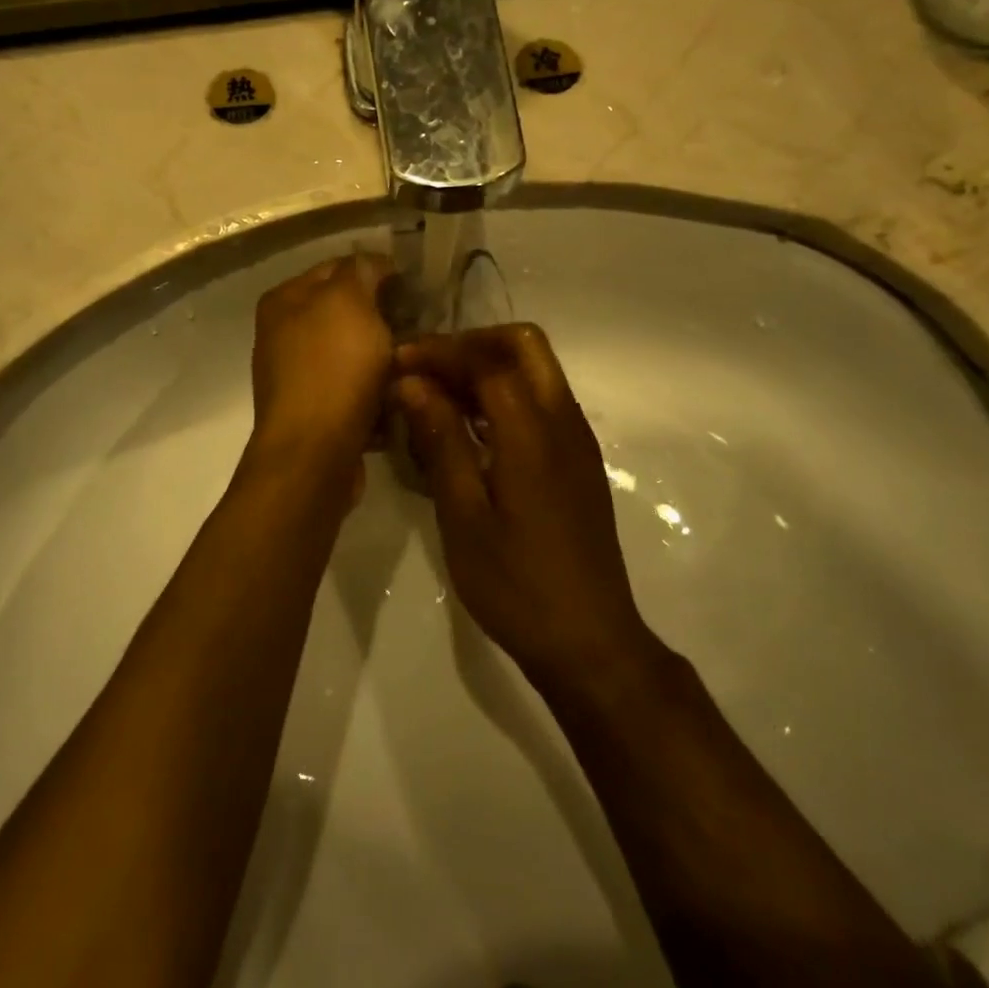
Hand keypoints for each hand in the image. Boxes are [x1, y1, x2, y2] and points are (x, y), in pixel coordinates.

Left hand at [250, 253, 395, 479]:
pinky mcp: (316, 413)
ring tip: (414, 365)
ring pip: (356, 355)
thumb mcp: (349, 300)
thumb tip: (374, 264)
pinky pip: (356, 392)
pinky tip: (398, 398)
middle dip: (385, 320)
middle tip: (421, 327)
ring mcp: (298, 376)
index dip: (378, 272)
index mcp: (285, 300)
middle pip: (347, 314)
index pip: (338, 267)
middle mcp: (284, 334)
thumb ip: (361, 270)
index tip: (416, 289)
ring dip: (386, 359)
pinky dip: (377, 394)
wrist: (315, 452)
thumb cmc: (333, 367)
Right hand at [393, 325, 652, 688]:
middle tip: (426, 371)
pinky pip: (541, 402)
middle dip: (471, 345)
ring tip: (437, 397)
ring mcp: (576, 441)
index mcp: (534, 432)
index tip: (397, 362)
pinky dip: (504, 396)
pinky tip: (469, 432)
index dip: (440, 351)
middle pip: (524, 345)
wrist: (590, 642)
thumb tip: (412, 384)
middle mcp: (564, 421)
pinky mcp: (577, 462)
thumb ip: (441, 441)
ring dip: (487, 368)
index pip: (488, 358)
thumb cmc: (517, 585)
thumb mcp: (464, 516)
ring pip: (536, 371)